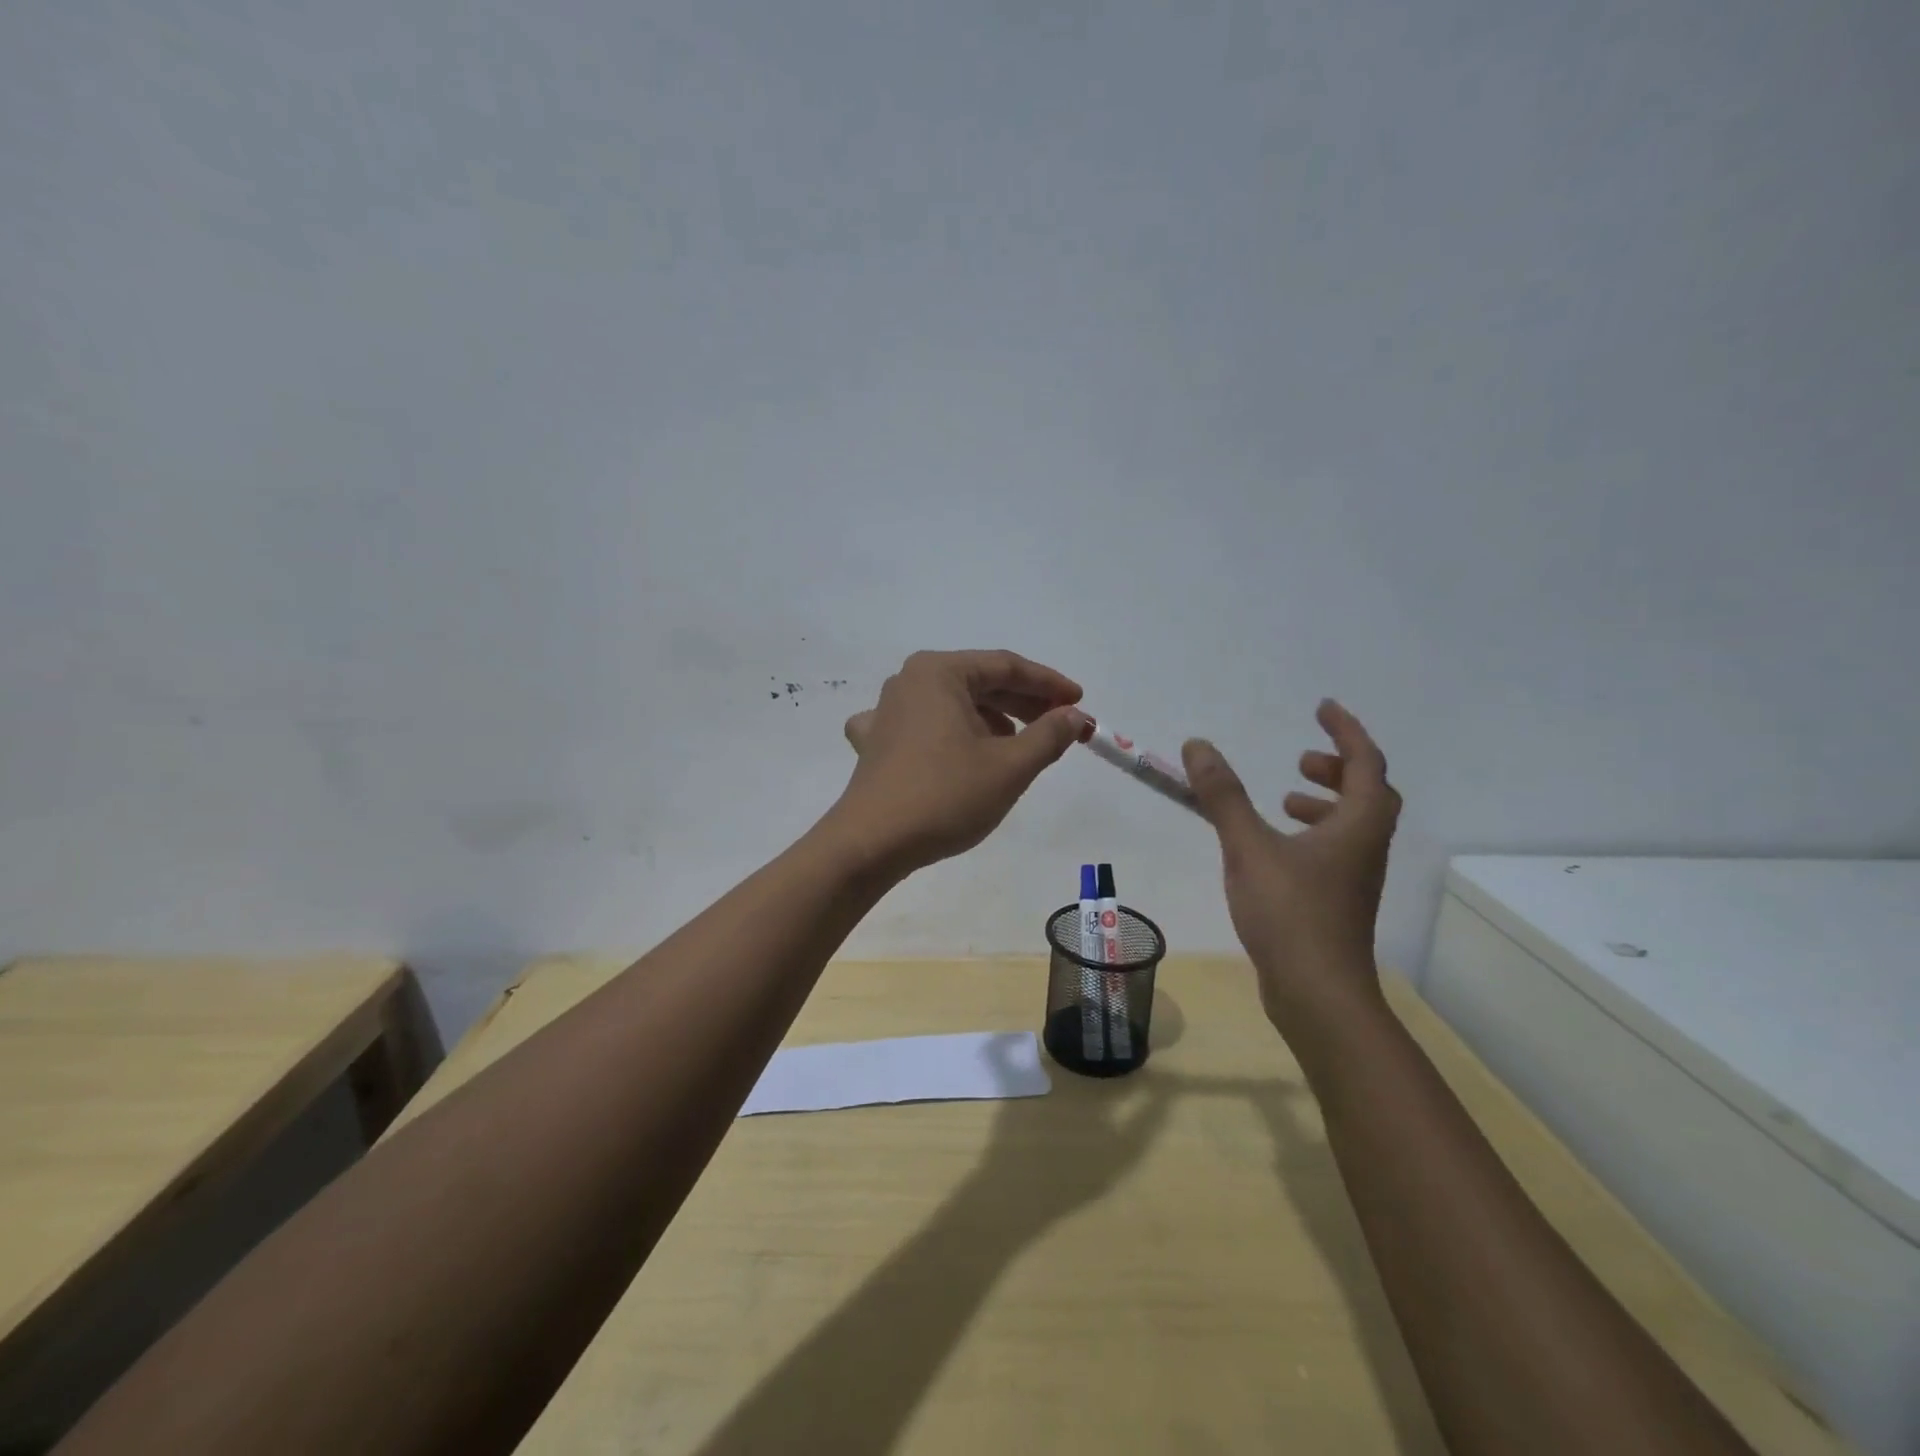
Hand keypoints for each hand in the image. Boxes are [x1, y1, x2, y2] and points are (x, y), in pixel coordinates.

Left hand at [834, 649, 1090, 873]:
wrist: (872, 843)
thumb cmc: (945, 796)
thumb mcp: (1010, 766)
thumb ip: (1049, 735)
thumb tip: (1075, 716)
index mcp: (939, 672)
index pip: (1006, 666)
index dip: (1048, 684)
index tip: (1080, 703)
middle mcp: (909, 681)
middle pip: (978, 682)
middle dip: (1023, 703)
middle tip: (1060, 724)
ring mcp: (887, 711)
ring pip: (952, 705)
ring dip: (991, 720)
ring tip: (1020, 747)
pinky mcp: (877, 743)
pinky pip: (923, 728)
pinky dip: (950, 736)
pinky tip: (957, 752)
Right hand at [1181, 700, 1400, 1034]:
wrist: (1317, 993)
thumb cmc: (1289, 913)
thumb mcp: (1248, 846)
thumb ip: (1223, 795)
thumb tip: (1199, 745)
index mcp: (1357, 826)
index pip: (1365, 762)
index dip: (1346, 730)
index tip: (1322, 708)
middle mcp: (1365, 848)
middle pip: (1368, 794)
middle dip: (1338, 768)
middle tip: (1301, 760)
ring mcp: (1354, 880)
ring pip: (1352, 826)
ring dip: (1325, 803)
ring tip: (1284, 800)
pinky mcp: (1337, 904)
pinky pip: (1334, 851)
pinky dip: (1312, 834)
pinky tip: (1274, 849)